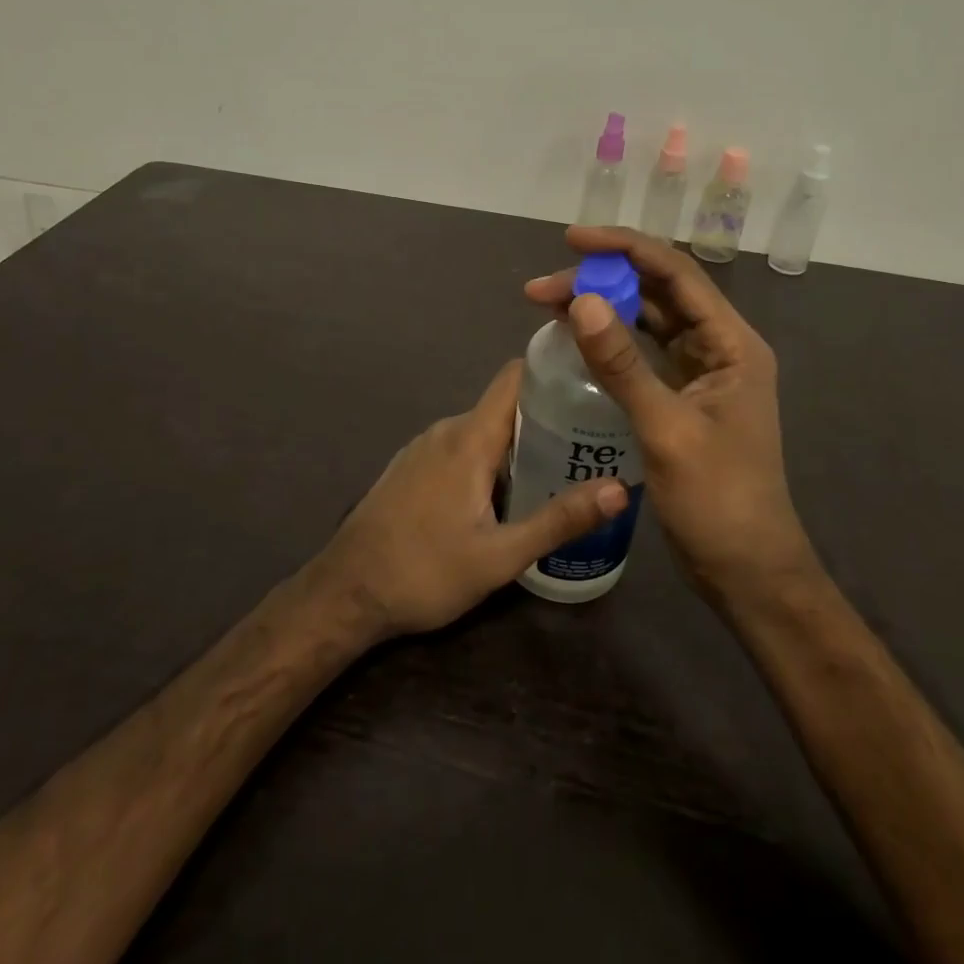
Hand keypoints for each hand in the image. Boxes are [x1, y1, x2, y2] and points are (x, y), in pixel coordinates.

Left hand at [308, 360, 628, 641]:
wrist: (344, 594)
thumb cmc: (423, 572)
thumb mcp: (499, 556)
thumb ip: (559, 520)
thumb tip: (619, 490)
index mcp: (470, 438)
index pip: (515, 377)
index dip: (552, 370)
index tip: (592, 379)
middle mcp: (446, 430)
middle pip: (505, 406)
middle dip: (547, 417)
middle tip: (591, 440)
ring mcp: (424, 448)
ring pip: (483, 430)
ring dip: (518, 442)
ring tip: (560, 468)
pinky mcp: (412, 468)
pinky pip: (461, 448)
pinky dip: (490, 458)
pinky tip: (507, 493)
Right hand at [525, 227, 816, 606]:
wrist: (745, 570)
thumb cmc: (717, 501)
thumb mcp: (666, 430)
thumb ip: (623, 365)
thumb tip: (582, 302)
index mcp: (732, 344)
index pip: (676, 273)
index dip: (624, 248)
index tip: (571, 241)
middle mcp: (719, 347)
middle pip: (658, 292)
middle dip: (602, 280)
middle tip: (541, 288)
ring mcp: (701, 372)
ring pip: (647, 320)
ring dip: (602, 308)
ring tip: (546, 304)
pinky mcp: (682, 397)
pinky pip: (642, 354)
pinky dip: (609, 341)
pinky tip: (575, 339)